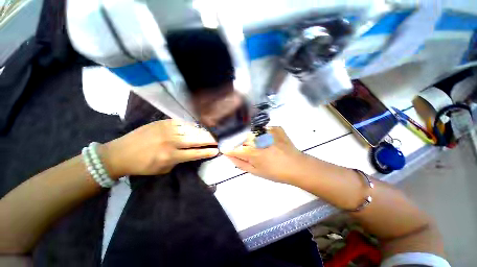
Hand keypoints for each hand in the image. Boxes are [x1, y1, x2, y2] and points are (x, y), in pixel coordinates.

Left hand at [100, 119, 218, 178]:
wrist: (120, 153)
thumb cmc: (143, 165)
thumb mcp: (163, 169)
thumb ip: (179, 160)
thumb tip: (191, 152)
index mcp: (170, 156)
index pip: (195, 153)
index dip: (207, 152)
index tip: (216, 150)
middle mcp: (171, 142)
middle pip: (195, 139)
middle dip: (209, 140)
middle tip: (217, 139)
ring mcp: (167, 130)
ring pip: (191, 130)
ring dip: (202, 132)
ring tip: (210, 133)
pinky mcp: (163, 122)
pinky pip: (182, 123)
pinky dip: (191, 126)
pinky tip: (196, 127)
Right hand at [224, 127, 305, 183]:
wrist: (297, 165)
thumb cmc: (275, 172)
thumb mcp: (255, 171)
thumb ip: (239, 163)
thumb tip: (228, 155)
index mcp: (252, 152)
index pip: (233, 148)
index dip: (228, 149)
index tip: (226, 149)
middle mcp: (258, 139)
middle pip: (241, 137)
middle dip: (240, 143)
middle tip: (249, 151)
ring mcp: (268, 131)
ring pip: (251, 131)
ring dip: (251, 138)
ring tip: (261, 146)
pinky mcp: (275, 127)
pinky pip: (262, 128)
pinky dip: (262, 134)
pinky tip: (268, 140)